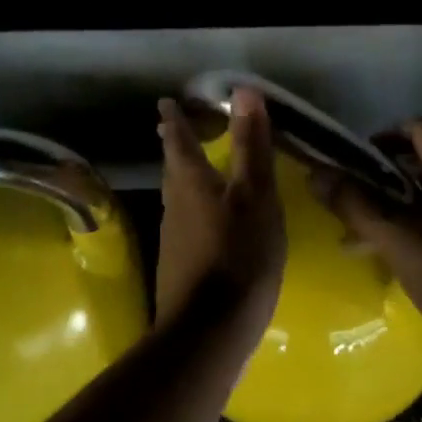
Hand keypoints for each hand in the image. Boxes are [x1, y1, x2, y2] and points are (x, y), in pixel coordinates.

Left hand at [154, 88, 286, 331]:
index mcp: (191, 183)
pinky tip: (209, 223)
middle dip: (175, 147)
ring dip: (183, 178)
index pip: (178, 140)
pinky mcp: (179, 267)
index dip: (174, 119)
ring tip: (195, 170)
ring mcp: (173, 239)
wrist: (209, 331)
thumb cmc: (238, 254)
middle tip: (175, 129)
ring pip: (177, 197)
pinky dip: (194, 210)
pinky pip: (186, 224)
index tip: (165, 102)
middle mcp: (174, 206)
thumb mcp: (255, 196)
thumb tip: (242, 90)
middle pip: (173, 169)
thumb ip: (251, 146)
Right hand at [310, 119, 421, 371]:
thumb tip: (317, 172)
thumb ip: (358, 208)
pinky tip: (407, 272)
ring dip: (401, 215)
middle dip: (384, 183)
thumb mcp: (404, 245)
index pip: (419, 131)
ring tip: (368, 245)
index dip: (382, 138)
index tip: (352, 164)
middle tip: (352, 209)